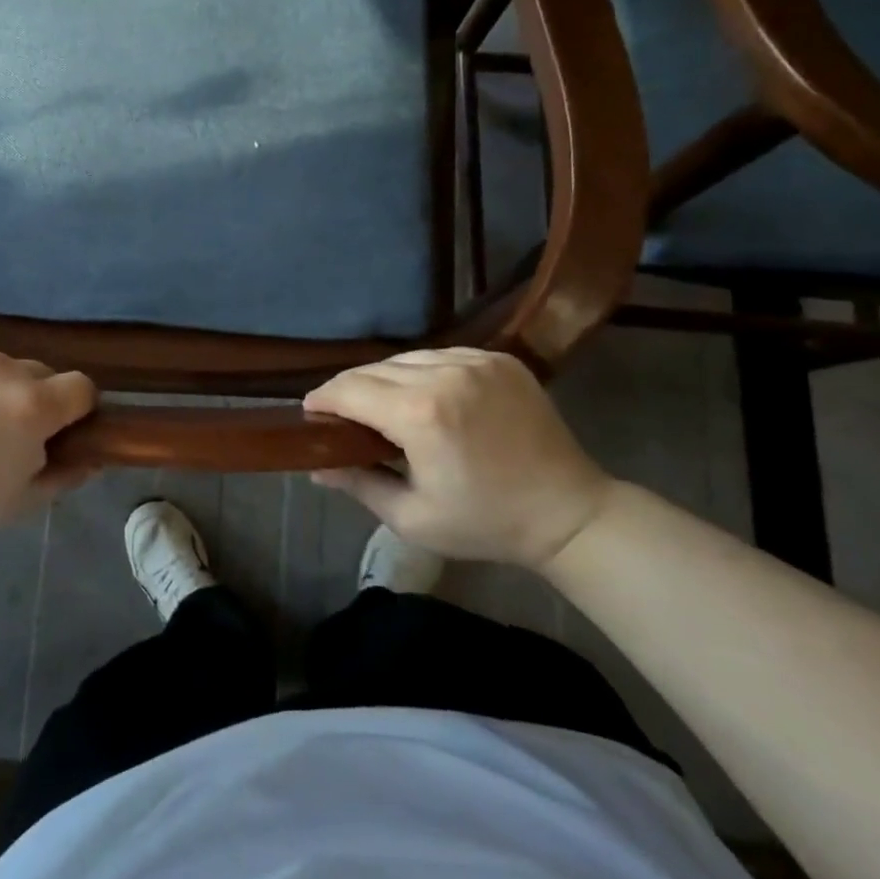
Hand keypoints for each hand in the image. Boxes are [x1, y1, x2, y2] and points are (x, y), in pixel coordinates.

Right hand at [303, 348, 617, 569]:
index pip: (349, 389)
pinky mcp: (499, 359)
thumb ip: (358, 484)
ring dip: (384, 378)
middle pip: (373, 369)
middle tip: (340, 414)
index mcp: (420, 414)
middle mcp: (445, 374)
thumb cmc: (485, 523)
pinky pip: (441, 355)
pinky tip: (422, 394)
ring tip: (380, 404)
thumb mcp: (412, 517)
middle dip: (349, 389)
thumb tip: (315, 467)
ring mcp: (476, 361)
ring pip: (405, 358)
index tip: (311, 412)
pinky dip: (421, 371)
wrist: (569, 513)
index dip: (322, 399)